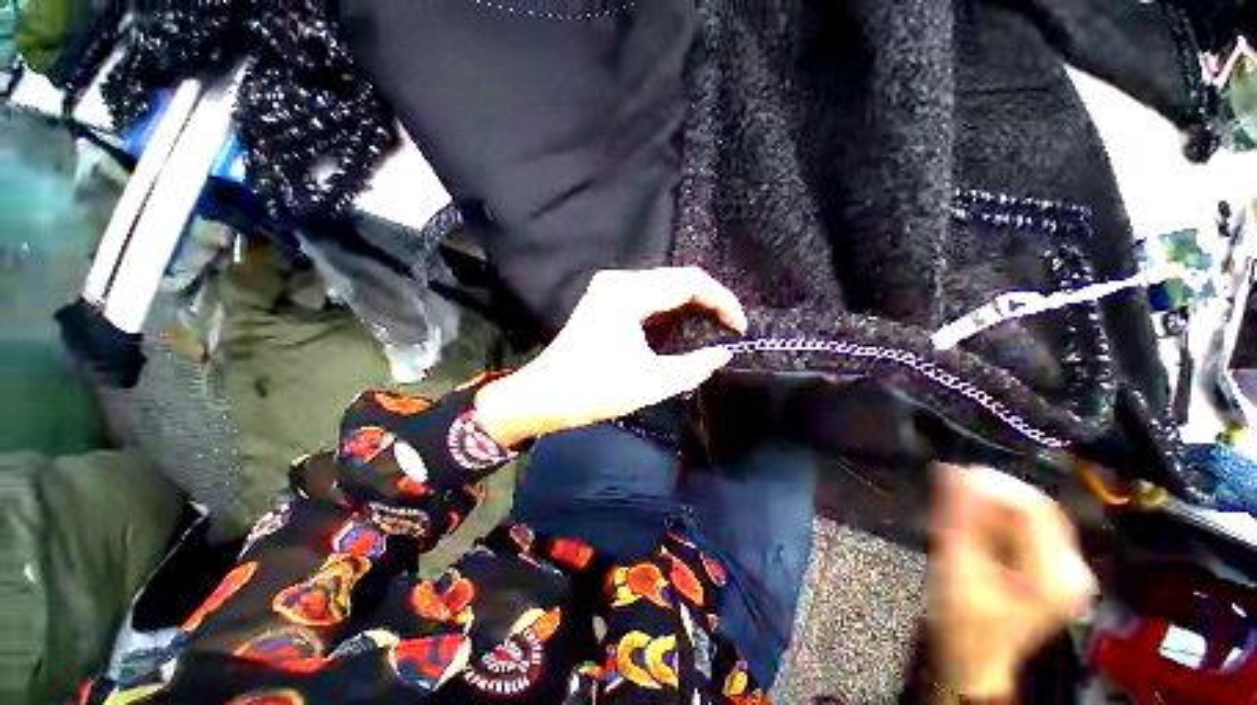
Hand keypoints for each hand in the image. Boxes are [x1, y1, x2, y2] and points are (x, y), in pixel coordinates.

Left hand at [474, 267, 746, 445]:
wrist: (544, 397)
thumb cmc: (594, 390)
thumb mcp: (652, 382)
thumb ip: (695, 366)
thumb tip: (724, 352)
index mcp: (628, 293)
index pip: (689, 282)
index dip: (722, 301)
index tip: (739, 327)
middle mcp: (619, 281)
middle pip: (677, 280)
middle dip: (709, 303)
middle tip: (729, 329)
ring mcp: (610, 289)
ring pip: (664, 288)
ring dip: (690, 307)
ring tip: (712, 330)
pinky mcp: (606, 302)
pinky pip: (649, 298)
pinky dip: (670, 313)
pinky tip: (682, 330)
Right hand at [928, 465, 1097, 700]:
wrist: (975, 660)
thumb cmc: (964, 620)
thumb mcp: (956, 566)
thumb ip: (958, 518)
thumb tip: (953, 472)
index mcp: (1054, 575)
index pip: (1034, 508)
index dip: (995, 484)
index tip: (958, 473)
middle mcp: (1073, 571)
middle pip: (1040, 510)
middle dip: (996, 492)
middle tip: (956, 484)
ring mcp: (1070, 573)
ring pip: (1037, 517)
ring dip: (998, 505)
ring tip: (962, 503)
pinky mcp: (1058, 573)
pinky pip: (1034, 530)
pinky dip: (1004, 519)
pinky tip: (980, 522)